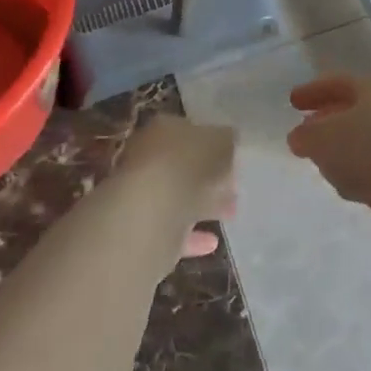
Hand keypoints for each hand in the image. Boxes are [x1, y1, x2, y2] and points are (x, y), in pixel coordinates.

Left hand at [122, 114, 237, 258]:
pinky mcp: (137, 230)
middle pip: (181, 166)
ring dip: (201, 205)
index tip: (232, 159)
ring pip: (176, 197)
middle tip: (233, 187)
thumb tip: (230, 142)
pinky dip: (191, 236)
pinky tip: (211, 243)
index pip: (190, 131)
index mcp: (163, 128)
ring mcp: (138, 194)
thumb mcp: (222, 142)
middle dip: (208, 177)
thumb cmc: (188, 165)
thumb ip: (227, 141)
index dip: (213, 144)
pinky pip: (169, 230)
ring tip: (230, 213)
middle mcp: (145, 156)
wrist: (148, 215)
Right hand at [287, 75, 370, 252]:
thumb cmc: (369, 148)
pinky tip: (347, 186)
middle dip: (329, 120)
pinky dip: (358, 173)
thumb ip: (307, 135)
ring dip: (343, 150)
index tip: (293, 101)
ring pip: (364, 141)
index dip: (314, 91)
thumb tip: (299, 135)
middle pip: (355, 111)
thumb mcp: (324, 137)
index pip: (339, 83)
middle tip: (306, 131)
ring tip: (322, 161)